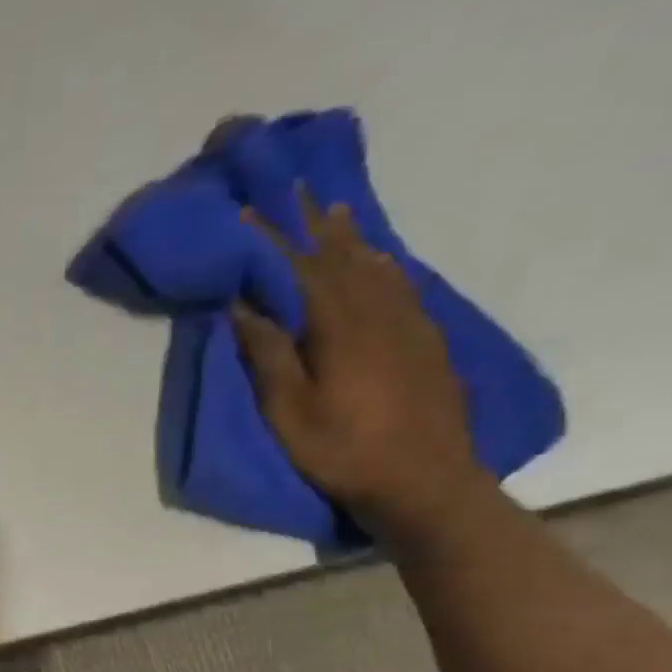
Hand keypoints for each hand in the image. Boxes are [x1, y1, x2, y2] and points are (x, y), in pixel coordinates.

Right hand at [231, 190, 484, 540]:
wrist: (425, 481)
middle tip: (298, 190)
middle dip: (316, 224)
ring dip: (352, 237)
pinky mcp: (426, 342)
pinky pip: (403, 286)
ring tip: (337, 211)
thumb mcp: (289, 411)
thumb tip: (245, 306)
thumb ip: (269, 355)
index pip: (301, 269)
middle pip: (343, 257)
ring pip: (377, 266)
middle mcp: (379, 312)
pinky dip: (385, 265)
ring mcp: (409, 325)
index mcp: (340, 327)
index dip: (274, 240)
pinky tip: (381, 260)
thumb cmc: (343, 451)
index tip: (251, 211)